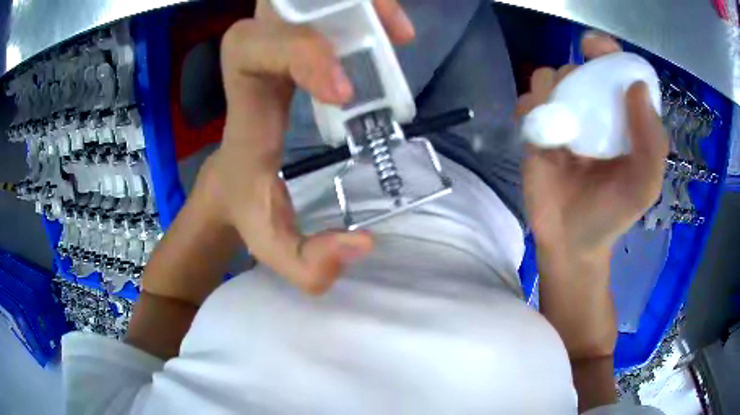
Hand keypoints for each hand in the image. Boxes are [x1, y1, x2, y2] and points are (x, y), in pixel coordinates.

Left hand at [208, 0, 414, 293]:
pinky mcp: (296, 41)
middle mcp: (256, 58)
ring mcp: (276, 42)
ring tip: (395, 29)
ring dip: (355, 3)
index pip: (254, 51)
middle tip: (390, 36)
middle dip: (334, 10)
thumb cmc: (247, 204)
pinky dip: (360, 6)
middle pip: (280, 5)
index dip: (300, 54)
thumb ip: (307, 263)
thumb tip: (362, 244)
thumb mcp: (270, 243)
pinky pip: (323, 6)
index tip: (347, 91)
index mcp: (245, 99)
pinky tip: (389, 28)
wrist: (231, 181)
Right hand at [517, 34, 668, 256]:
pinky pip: (526, 102)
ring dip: (550, 92)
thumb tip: (635, 86)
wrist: (570, 242)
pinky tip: (540, 135)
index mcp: (622, 116)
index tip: (593, 48)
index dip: (604, 50)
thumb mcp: (643, 186)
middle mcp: (593, 109)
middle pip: (576, 67)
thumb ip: (651, 142)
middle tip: (579, 111)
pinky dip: (530, 109)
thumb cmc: (612, 215)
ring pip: (547, 78)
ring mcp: (563, 118)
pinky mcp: (536, 131)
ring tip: (560, 129)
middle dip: (575, 78)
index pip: (613, 67)